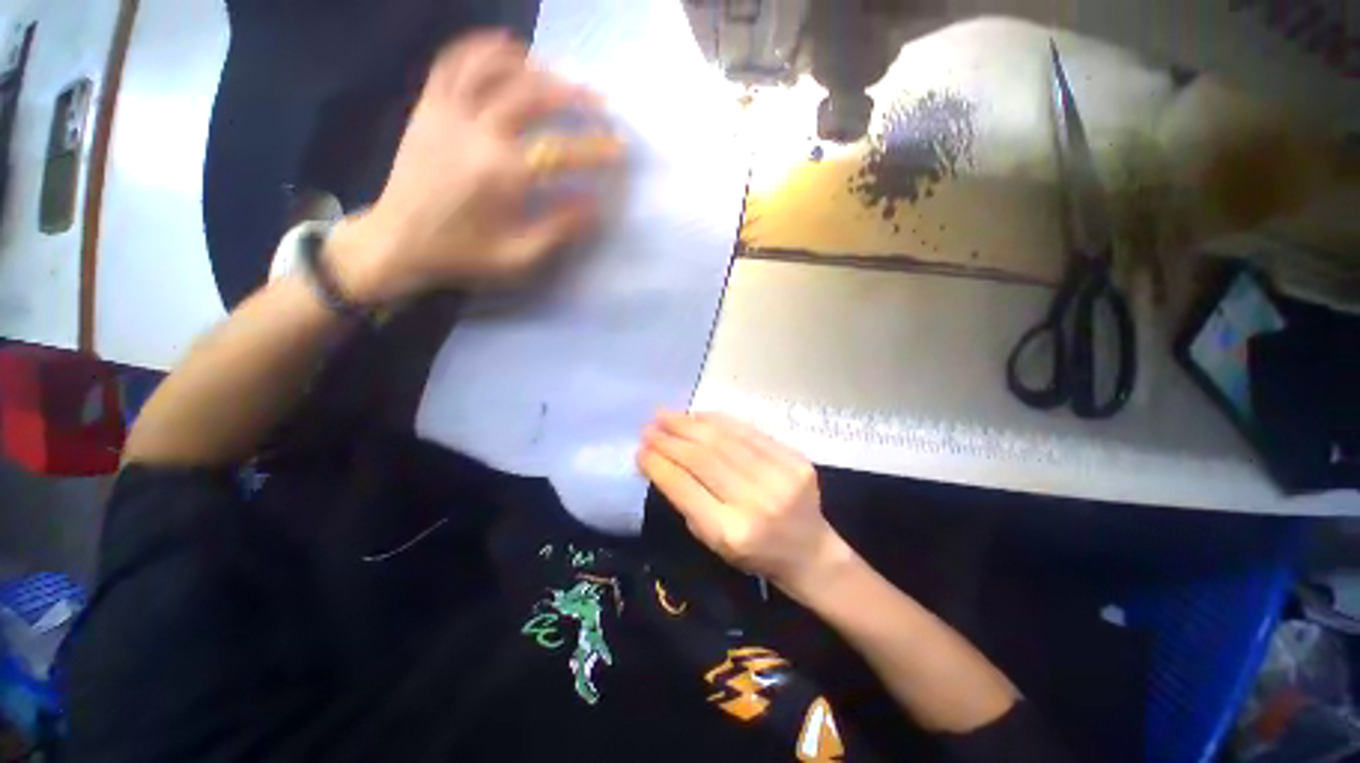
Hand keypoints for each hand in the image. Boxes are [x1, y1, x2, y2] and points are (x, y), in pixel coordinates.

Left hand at [329, 30, 622, 304]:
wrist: (398, 241)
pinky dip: (483, 48)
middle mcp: (476, 132)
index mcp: (502, 174)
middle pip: (532, 95)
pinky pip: (454, 61)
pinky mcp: (428, 106)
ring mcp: (448, 112)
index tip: (620, 147)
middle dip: (573, 95)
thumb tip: (594, 204)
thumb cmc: (464, 253)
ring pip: (495, 68)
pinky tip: (506, 47)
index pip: (561, 151)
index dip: (595, 148)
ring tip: (558, 74)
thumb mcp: (518, 256)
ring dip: (533, 66)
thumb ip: (558, 229)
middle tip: (599, 102)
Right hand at [638, 412, 853, 598]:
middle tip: (649, 427)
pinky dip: (719, 420)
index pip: (684, 487)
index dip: (659, 465)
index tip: (640, 450)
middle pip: (702, 458)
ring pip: (723, 439)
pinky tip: (698, 415)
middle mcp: (756, 503)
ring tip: (666, 415)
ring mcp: (780, 477)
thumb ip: (687, 501)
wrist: (809, 552)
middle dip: (670, 439)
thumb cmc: (754, 554)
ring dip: (689, 424)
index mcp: (731, 533)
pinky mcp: (795, 460)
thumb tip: (661, 460)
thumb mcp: (713, 542)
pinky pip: (749, 431)